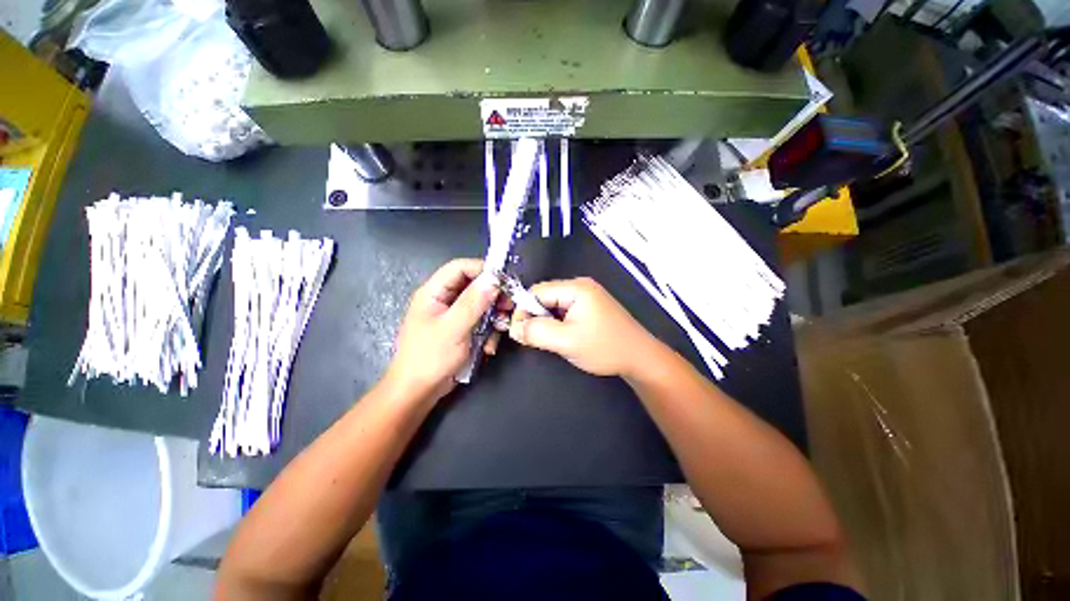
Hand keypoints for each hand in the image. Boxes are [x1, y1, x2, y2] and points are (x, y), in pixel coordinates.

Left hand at [384, 259, 498, 401]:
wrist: (418, 392)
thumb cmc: (430, 358)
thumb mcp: (453, 328)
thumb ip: (473, 302)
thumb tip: (494, 280)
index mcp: (434, 292)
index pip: (460, 267)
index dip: (483, 270)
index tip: (505, 281)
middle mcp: (444, 299)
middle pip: (474, 285)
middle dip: (493, 296)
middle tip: (509, 306)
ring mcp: (453, 315)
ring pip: (481, 305)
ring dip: (493, 316)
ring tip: (501, 328)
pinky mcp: (461, 329)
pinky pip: (480, 322)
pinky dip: (488, 331)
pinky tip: (489, 346)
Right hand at [507, 277, 660, 376]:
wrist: (639, 358)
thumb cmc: (604, 348)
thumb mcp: (566, 341)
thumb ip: (536, 332)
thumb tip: (514, 328)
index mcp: (576, 288)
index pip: (537, 291)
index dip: (523, 310)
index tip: (518, 332)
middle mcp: (580, 286)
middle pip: (545, 297)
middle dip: (535, 317)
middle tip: (533, 339)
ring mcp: (587, 296)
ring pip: (553, 306)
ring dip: (546, 322)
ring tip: (550, 340)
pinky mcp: (590, 307)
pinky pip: (564, 311)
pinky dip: (557, 324)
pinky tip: (562, 337)